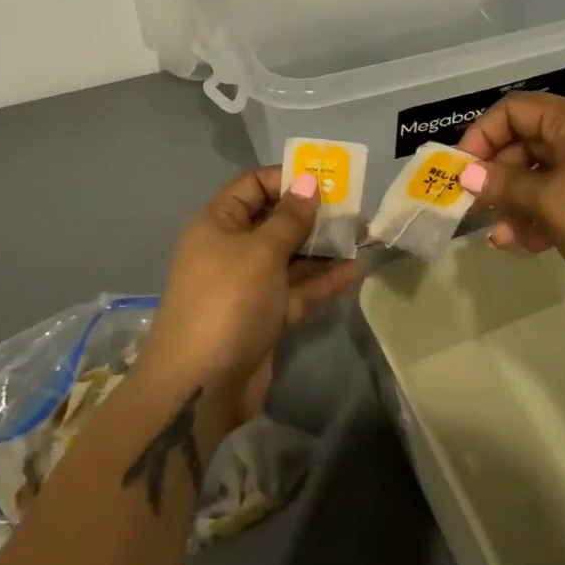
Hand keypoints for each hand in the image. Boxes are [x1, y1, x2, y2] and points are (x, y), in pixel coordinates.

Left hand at [144, 166, 361, 426]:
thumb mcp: (261, 251)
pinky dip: (322, 280)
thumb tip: (308, 181)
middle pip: (275, 220)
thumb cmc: (228, 300)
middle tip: (354, 207)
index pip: (253, 186)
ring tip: (363, 235)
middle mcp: (231, 250)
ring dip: (323, 247)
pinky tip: (354, 269)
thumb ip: (290, 217)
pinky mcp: (266, 317)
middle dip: (313, 213)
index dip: (287, 178)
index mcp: (218, 224)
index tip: (326, 179)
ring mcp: (249, 286)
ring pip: (290, 257)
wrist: (201, 386)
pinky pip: (297, 290)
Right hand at [457, 93, 564, 321]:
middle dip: (497, 176)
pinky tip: (523, 245)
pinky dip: (542, 215)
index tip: (460, 173)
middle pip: (528, 142)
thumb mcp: (548, 203)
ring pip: (545, 174)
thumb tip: (465, 176)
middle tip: (473, 208)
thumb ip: (502, 185)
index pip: (513, 111)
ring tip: (498, 237)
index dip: (480, 137)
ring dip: (517, 202)